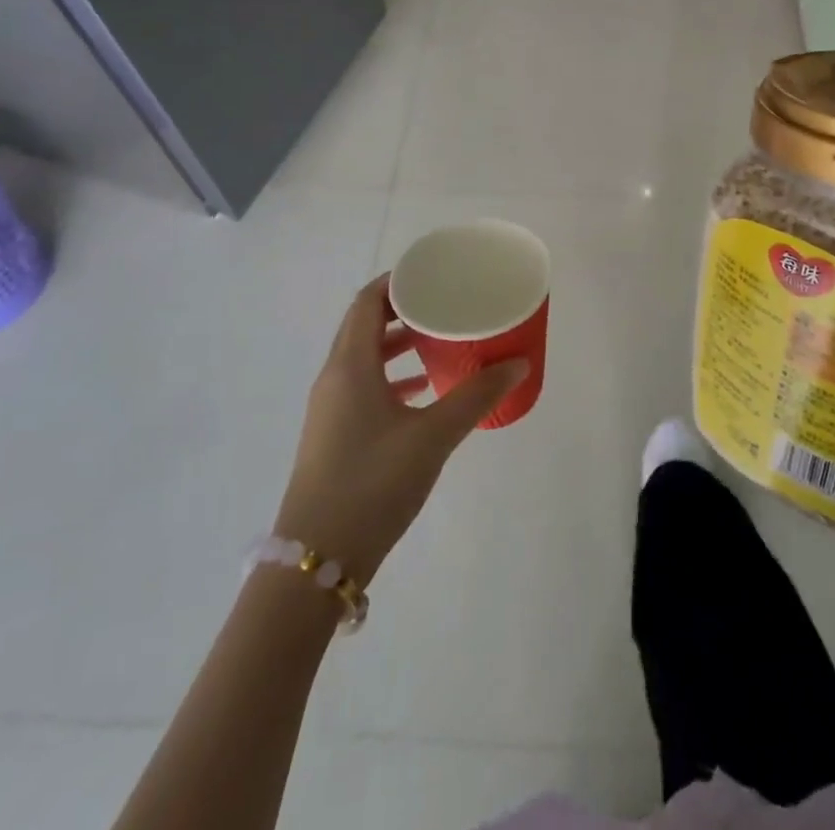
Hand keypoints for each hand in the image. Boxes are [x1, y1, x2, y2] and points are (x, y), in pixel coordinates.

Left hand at [274, 275, 526, 583]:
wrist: (316, 560)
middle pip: (364, 325)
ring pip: (364, 357)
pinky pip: (363, 386)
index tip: (434, 274)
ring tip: (439, 343)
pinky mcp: (333, 434)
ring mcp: (329, 408)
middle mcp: (334, 378)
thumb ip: (476, 396)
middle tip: (444, 305)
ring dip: (398, 344)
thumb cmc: (373, 483)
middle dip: (403, 310)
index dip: (397, 281)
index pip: (367, 301)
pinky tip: (424, 393)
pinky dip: (391, 376)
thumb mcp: (433, 437)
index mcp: (350, 365)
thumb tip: (517, 364)